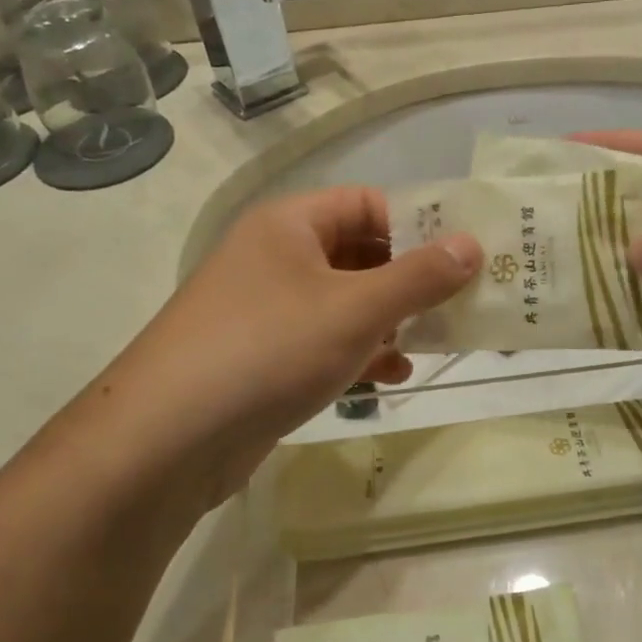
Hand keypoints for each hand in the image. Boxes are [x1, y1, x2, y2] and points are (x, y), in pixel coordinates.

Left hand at [117, 187, 480, 501]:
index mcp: (290, 225)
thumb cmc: (269, 349)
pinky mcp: (263, 357)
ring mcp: (266, 310)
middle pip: (359, 254)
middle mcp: (275, 257)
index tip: (465, 256)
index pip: (368, 204)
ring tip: (435, 344)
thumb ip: (419, 277)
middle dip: (410, 281)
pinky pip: (323, 342)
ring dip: (390, 321)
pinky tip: (391, 376)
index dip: (419, 225)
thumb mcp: (355, 309)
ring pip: (345, 303)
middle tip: (461, 304)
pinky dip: (359, 353)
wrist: (168, 438)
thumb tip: (473, 244)